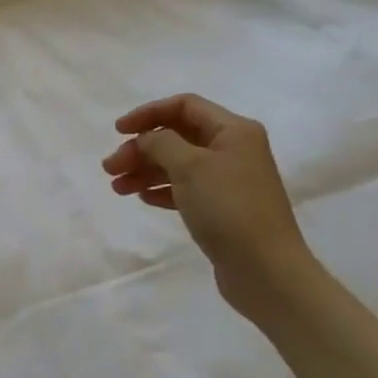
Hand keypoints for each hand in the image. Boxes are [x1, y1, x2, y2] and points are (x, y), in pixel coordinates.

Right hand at [103, 94, 313, 314]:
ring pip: (178, 164)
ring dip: (145, 170)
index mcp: (234, 130)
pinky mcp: (223, 208)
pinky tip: (142, 198)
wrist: (266, 271)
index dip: (148, 113)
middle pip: (177, 136)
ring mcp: (229, 180)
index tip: (118, 131)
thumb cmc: (228, 208)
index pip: (184, 106)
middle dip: (141, 148)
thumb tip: (147, 139)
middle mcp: (234, 149)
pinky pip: (185, 188)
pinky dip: (162, 189)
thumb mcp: (190, 167)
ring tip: (117, 187)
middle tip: (110, 168)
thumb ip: (161, 143)